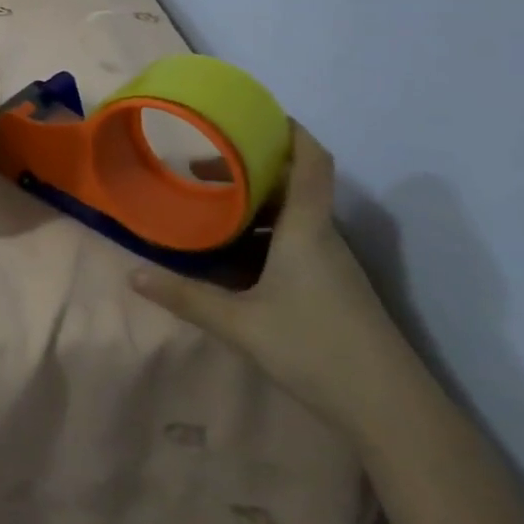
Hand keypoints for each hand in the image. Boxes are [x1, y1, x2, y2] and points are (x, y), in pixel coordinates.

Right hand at [128, 124, 418, 436]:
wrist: (391, 410)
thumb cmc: (315, 349)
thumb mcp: (240, 324)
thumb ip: (185, 297)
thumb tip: (132, 275)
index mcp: (306, 229)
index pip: (310, 160)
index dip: (289, 129)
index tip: (255, 113)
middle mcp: (322, 237)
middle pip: (290, 185)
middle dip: (246, 171)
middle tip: (197, 172)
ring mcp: (331, 264)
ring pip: (291, 216)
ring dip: (252, 206)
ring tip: (207, 211)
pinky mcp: (332, 287)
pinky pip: (295, 243)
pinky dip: (263, 235)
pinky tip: (232, 258)